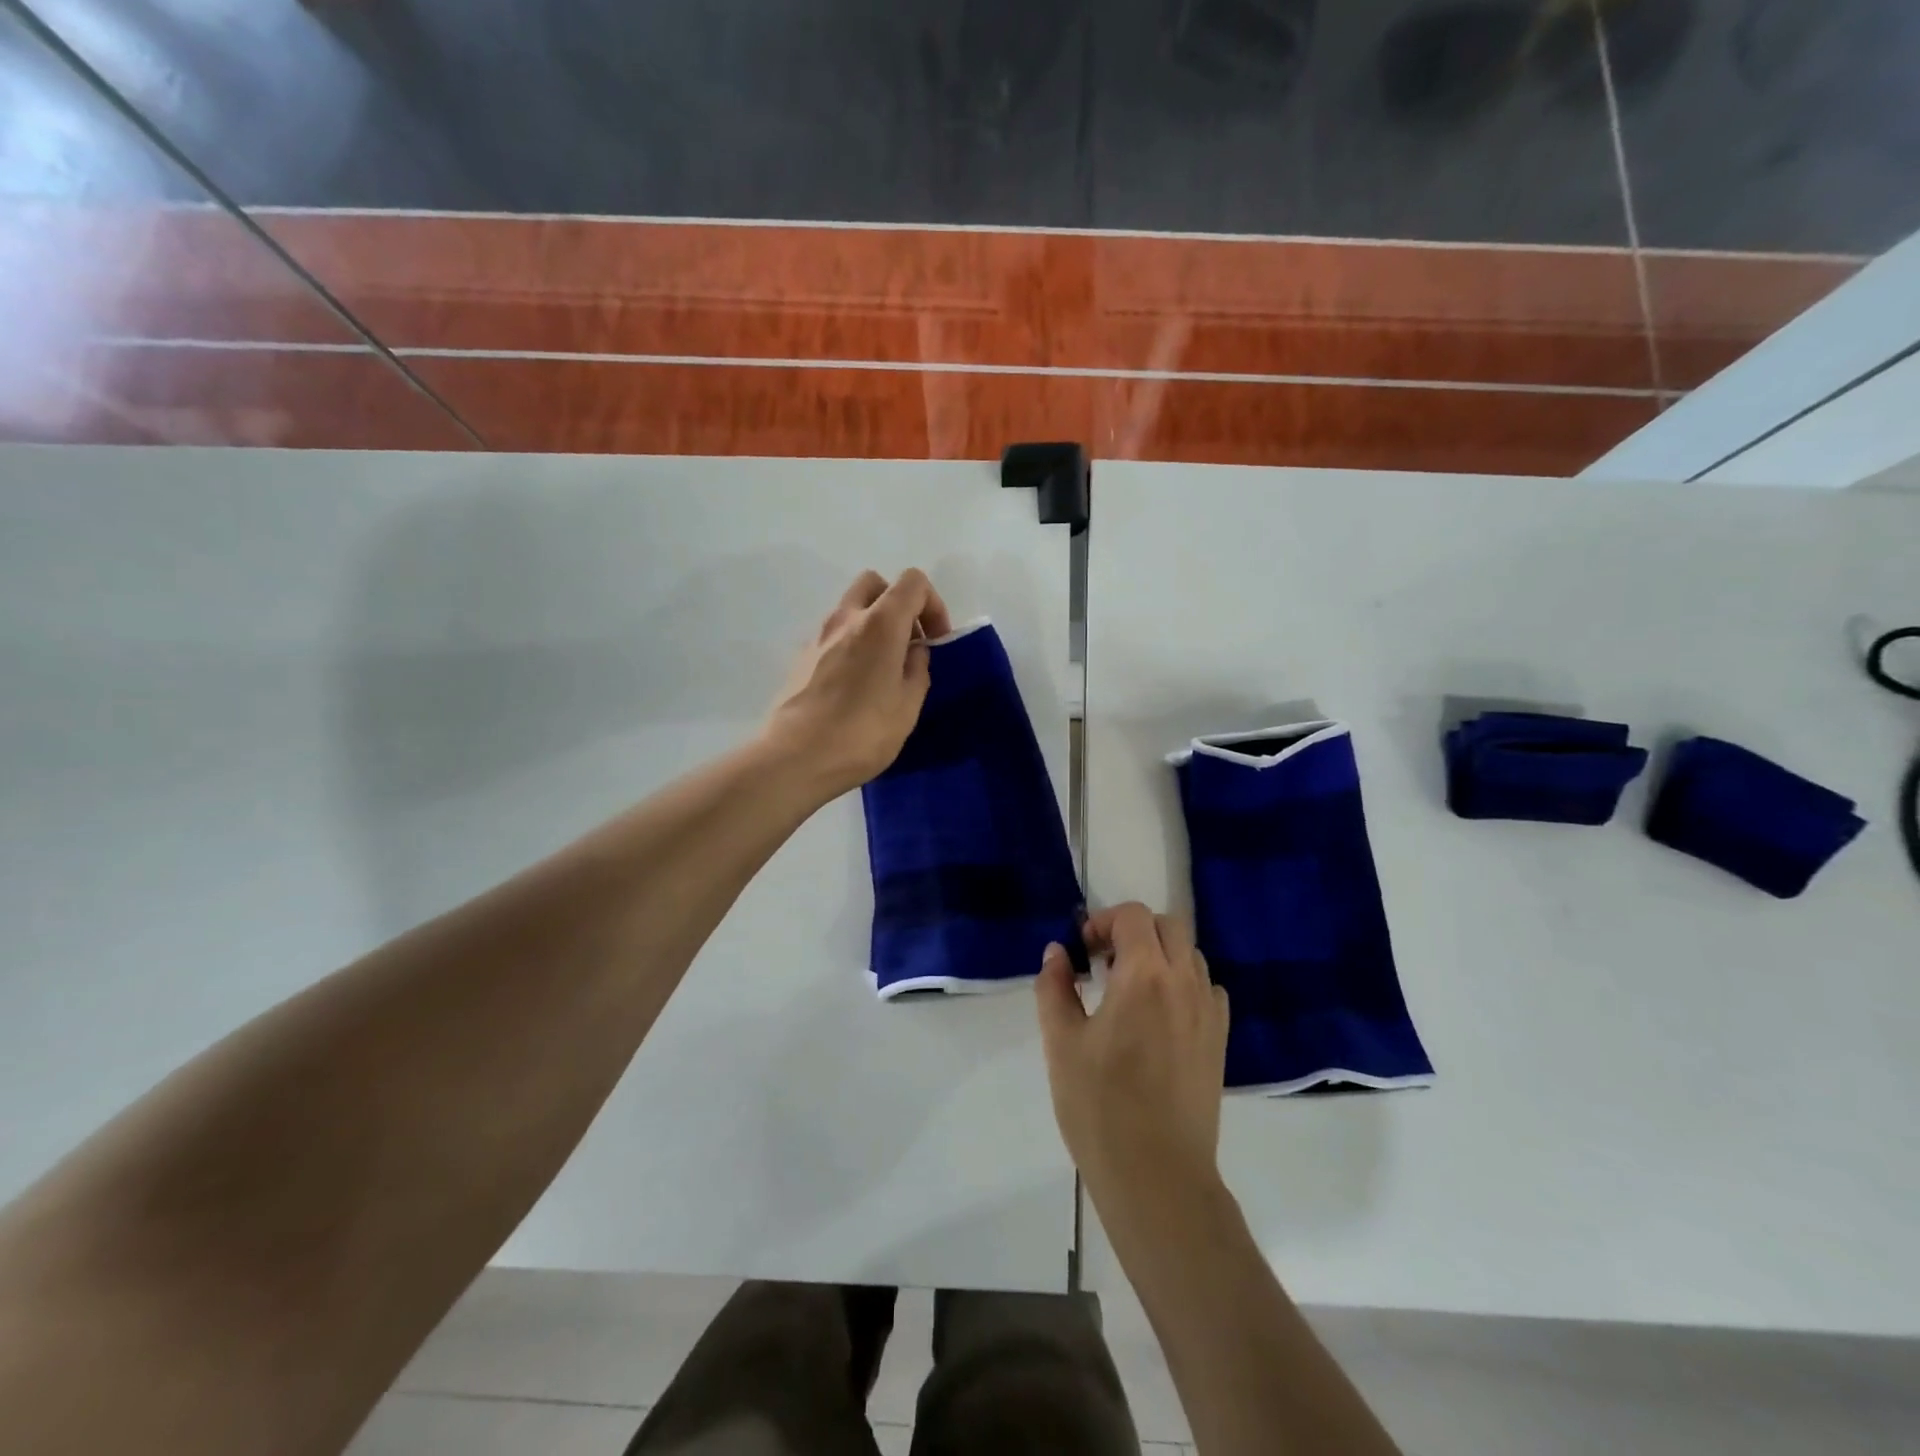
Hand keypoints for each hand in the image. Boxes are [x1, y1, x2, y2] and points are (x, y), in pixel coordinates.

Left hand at [762, 569, 951, 797]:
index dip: (933, 604)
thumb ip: (917, 669)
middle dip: (898, 604)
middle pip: (875, 583)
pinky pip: (835, 635)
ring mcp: (819, 636)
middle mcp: (847, 618)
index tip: (936, 641)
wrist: (795, 758)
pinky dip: (852, 644)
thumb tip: (913, 652)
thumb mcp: (907, 706)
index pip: (913, 582)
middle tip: (908, 642)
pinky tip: (857, 685)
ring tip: (884, 668)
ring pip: (851, 608)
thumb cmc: (862, 733)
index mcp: (880, 623)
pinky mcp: (802, 658)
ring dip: (874, 624)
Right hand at [1036, 904, 1229, 1206]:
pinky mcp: (1219, 1040)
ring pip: (1190, 956)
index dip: (1103, 921)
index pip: (1133, 916)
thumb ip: (1055, 988)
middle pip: (1168, 926)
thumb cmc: (1100, 1106)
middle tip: (1104, 963)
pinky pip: (1206, 989)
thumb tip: (1056, 953)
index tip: (1081, 950)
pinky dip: (1182, 984)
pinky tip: (1158, 1018)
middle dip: (1134, 931)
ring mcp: (1208, 1011)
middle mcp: (1184, 982)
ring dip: (1160, 956)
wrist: (1158, 1176)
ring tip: (1129, 991)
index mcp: (1144, 975)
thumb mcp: (1062, 1043)